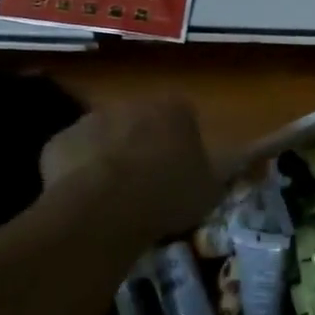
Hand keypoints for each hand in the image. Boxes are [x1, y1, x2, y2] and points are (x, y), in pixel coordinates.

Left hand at [39, 99, 222, 240]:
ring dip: (110, 156)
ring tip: (114, 196)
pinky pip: (73, 154)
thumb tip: (256, 155)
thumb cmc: (168, 195)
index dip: (183, 142)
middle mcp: (133, 103)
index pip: (184, 116)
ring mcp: (91, 119)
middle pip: (142, 122)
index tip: (182, 170)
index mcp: (175, 109)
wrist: (102, 211)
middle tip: (148, 183)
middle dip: (143, 144)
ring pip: (106, 136)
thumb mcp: (213, 188)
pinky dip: (78, 171)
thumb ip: (225, 170)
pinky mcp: (58, 141)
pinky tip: (85, 199)